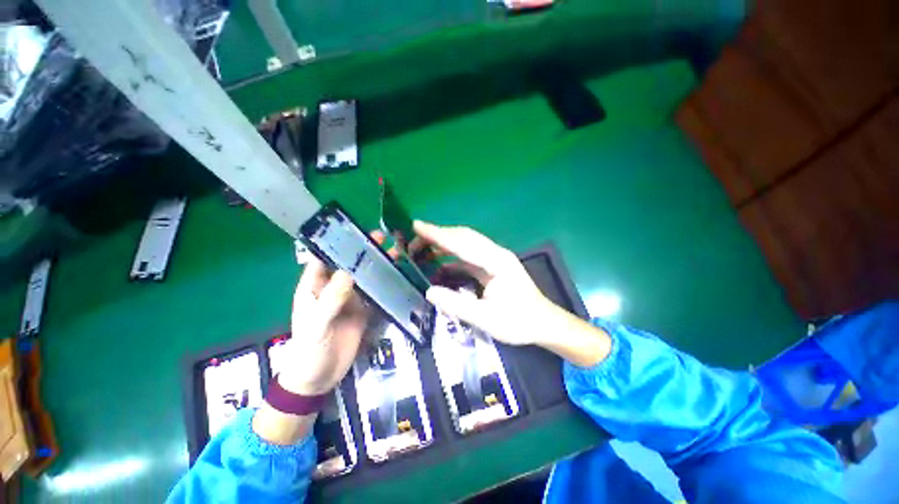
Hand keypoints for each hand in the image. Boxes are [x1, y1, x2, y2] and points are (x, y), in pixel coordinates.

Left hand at [279, 231, 395, 395]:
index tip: (356, 231)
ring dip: (376, 264)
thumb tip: (349, 271)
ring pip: (364, 276)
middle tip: (381, 237)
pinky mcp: (363, 309)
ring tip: (394, 251)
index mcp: (314, 287)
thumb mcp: (318, 323)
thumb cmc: (309, 349)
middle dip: (363, 250)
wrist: (320, 377)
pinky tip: (396, 273)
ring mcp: (350, 298)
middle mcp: (332, 288)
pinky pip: (374, 292)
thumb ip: (332, 298)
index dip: (338, 243)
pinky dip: (384, 282)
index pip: (324, 258)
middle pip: (349, 264)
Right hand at [411, 221, 610, 365]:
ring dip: (442, 245)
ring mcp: (493, 259)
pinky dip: (450, 258)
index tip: (417, 226)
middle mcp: (495, 254)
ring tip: (420, 250)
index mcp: (497, 262)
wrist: (543, 323)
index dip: (438, 235)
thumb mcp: (487, 319)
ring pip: (464, 244)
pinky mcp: (490, 266)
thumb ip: (457, 305)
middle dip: (437, 236)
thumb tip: (429, 291)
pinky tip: (437, 265)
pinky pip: (467, 257)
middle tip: (413, 241)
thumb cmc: (519, 322)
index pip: (463, 244)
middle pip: (463, 237)